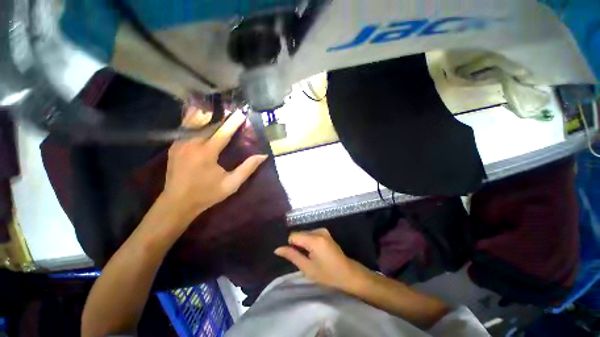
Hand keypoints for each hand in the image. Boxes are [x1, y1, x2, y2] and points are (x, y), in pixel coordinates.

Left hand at [161, 107, 267, 220]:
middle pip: (207, 123)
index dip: (233, 122)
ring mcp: (179, 144)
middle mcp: (191, 144)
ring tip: (216, 109)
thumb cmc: (207, 194)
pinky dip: (194, 120)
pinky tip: (200, 117)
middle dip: (220, 116)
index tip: (242, 113)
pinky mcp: (173, 146)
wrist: (177, 203)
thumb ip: (247, 169)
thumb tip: (262, 156)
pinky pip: (185, 128)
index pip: (222, 132)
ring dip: (205, 114)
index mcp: (206, 153)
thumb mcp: (231, 184)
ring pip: (193, 122)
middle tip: (231, 110)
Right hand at [274, 228, 369, 291]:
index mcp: (314, 239)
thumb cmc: (328, 275)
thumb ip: (292, 256)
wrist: (348, 273)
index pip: (293, 236)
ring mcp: (323, 230)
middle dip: (298, 245)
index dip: (292, 246)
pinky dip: (309, 242)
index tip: (298, 257)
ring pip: (305, 234)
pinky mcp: (325, 232)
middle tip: (305, 258)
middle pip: (300, 234)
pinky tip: (316, 252)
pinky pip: (311, 234)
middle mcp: (319, 230)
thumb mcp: (307, 268)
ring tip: (311, 256)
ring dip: (304, 244)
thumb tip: (277, 249)